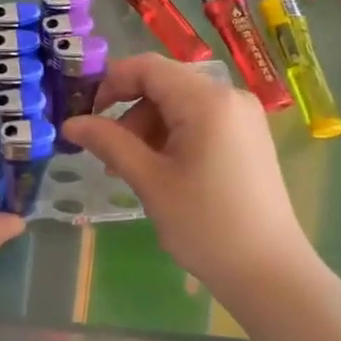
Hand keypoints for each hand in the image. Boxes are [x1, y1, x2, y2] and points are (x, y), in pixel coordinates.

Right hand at [62, 53, 311, 293]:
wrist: (269, 272)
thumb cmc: (205, 224)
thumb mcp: (150, 181)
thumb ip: (109, 143)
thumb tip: (71, 123)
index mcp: (207, 100)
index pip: (148, 67)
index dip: (110, 82)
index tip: (85, 114)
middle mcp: (230, 97)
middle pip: (165, 85)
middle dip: (129, 113)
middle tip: (107, 154)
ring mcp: (244, 117)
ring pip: (181, 105)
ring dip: (149, 128)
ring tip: (130, 171)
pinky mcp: (249, 138)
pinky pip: (201, 122)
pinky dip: (173, 137)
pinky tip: (161, 172)